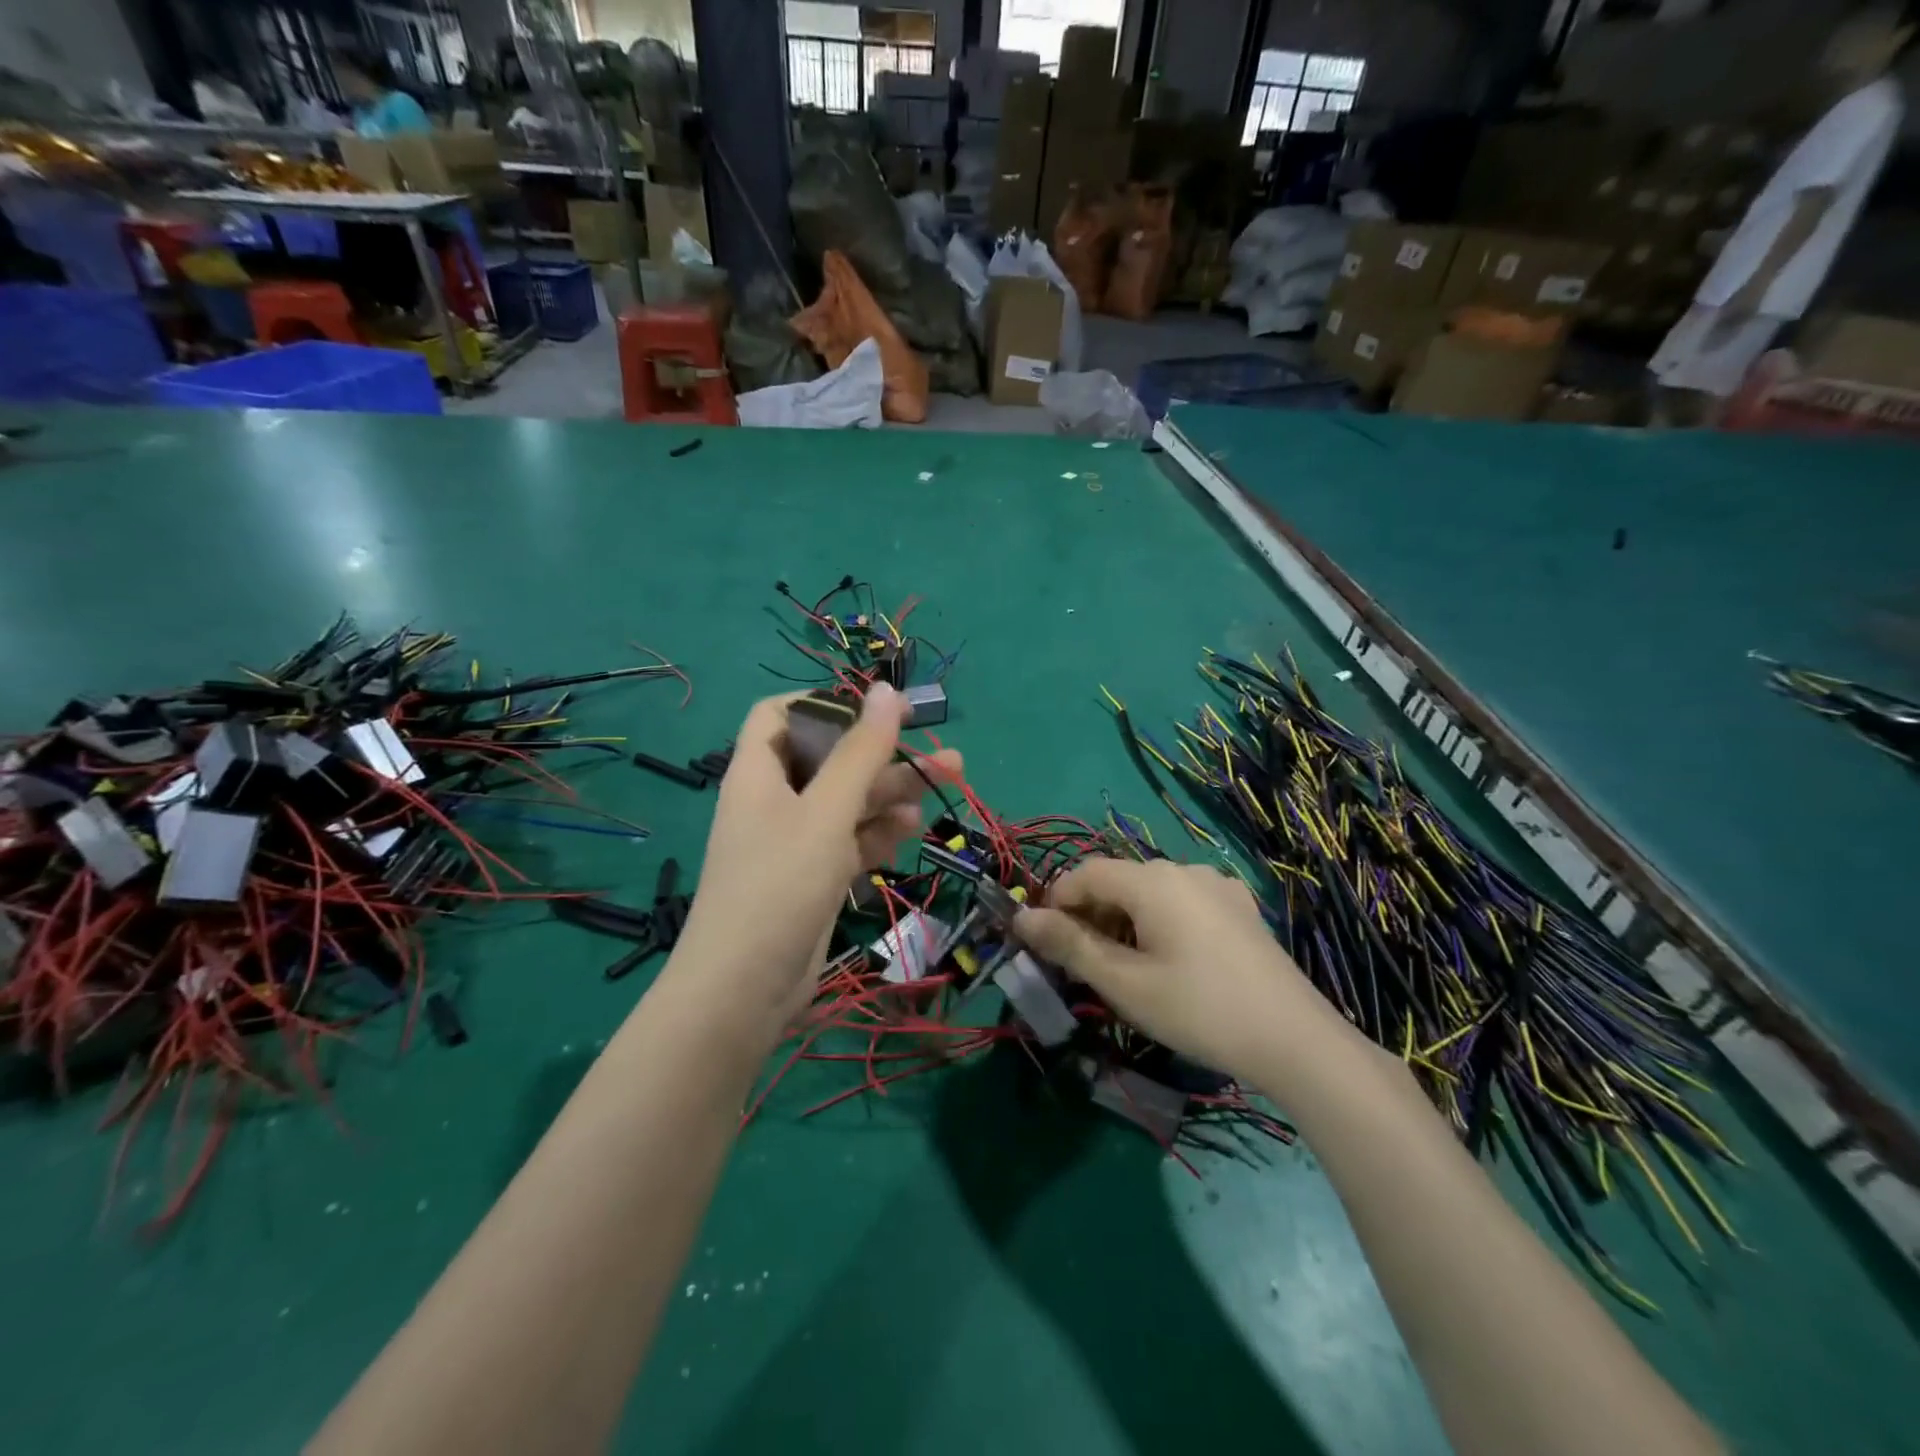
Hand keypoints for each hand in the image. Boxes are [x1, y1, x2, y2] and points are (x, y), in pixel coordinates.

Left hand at [667, 686, 960, 1041]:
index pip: (781, 714)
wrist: (745, 990)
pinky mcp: (813, 877)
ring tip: (944, 784)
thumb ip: (860, 752)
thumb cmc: (779, 884)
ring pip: (848, 802)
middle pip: (830, 759)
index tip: (879, 710)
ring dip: (892, 792)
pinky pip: (850, 840)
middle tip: (940, 753)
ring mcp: (794, 841)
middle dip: (883, 754)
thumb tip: (885, 689)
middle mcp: (774, 800)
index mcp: (759, 771)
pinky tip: (910, 831)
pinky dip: (878, 832)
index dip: (827, 704)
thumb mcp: (826, 811)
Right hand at [1015, 858, 1348, 1084]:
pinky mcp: (1239, 907)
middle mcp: (1184, 869)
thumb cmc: (1198, 1010)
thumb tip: (1022, 918)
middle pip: (1119, 880)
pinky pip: (1182, 902)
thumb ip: (1069, 945)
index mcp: (1152, 879)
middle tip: (1084, 967)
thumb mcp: (1124, 983)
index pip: (1085, 873)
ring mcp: (1217, 886)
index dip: (1057, 903)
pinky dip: (1159, 922)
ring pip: (1150, 892)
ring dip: (1125, 921)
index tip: (1047, 944)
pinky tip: (1172, 962)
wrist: (1295, 1040)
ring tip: (1126, 969)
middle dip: (1091, 916)